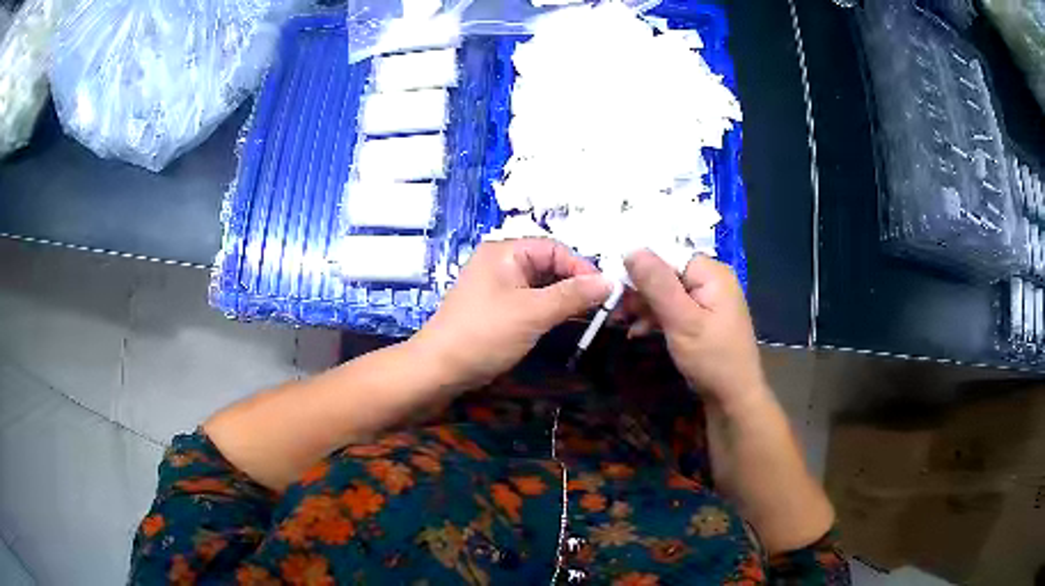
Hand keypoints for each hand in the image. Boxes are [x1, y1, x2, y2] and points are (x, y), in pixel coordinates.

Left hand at [410, 239, 611, 390]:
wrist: (439, 369)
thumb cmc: (485, 334)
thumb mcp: (533, 313)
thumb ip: (573, 295)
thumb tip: (610, 282)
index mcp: (504, 251)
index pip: (554, 249)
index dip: (582, 267)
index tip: (605, 291)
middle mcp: (500, 262)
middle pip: (548, 265)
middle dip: (575, 283)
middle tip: (601, 306)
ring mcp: (497, 286)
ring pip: (540, 285)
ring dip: (564, 298)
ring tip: (589, 316)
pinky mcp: (496, 308)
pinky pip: (530, 301)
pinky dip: (549, 309)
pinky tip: (566, 322)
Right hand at [624, 250, 766, 409]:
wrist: (733, 398)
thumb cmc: (711, 358)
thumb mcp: (682, 320)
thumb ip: (657, 284)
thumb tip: (631, 248)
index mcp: (711, 273)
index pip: (668, 254)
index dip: (639, 266)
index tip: (614, 286)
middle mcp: (710, 280)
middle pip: (665, 272)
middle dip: (639, 290)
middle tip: (615, 310)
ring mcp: (706, 299)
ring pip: (665, 292)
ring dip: (643, 306)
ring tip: (621, 323)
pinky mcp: (701, 317)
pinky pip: (673, 308)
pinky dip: (655, 317)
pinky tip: (638, 331)